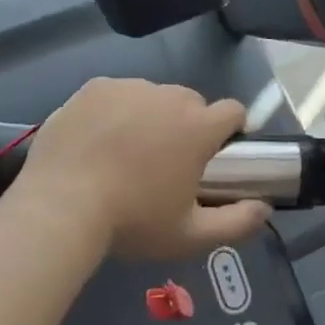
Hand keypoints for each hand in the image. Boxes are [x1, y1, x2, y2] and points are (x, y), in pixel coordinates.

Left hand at [13, 78, 269, 257]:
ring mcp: (130, 87)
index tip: (215, 155)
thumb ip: (237, 223)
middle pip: (191, 103)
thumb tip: (266, 208)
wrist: (58, 210)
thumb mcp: (189, 236)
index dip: (230, 130)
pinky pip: (117, 94)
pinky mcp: (95, 88)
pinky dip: (114, 111)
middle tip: (163, 163)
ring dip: (150, 117)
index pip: (233, 111)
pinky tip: (97, 141)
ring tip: (124, 154)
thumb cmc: (131, 223)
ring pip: (153, 97)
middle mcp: (170, 96)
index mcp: (198, 126)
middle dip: (186, 126)